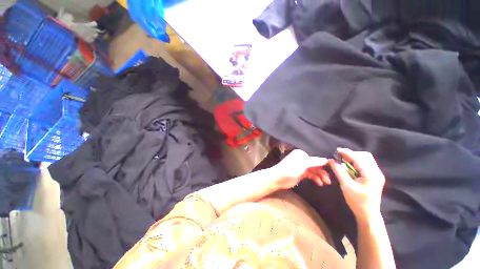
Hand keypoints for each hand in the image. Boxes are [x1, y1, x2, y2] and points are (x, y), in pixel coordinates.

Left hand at [271, 149, 329, 189]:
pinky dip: (315, 179)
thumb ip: (315, 162)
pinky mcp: (301, 174)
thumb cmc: (290, 169)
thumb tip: (327, 159)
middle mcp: (302, 159)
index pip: (316, 157)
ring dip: (320, 176)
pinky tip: (319, 183)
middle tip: (329, 179)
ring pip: (314, 170)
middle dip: (323, 171)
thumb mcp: (303, 165)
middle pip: (316, 164)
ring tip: (325, 182)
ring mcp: (302, 167)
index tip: (334, 168)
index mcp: (302, 154)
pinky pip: (311, 175)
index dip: (325, 162)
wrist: (278, 179)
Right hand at [329, 148, 385, 221]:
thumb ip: (339, 171)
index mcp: (371, 175)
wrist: (368, 214)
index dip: (347, 153)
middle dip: (352, 154)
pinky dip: (357, 162)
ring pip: (366, 159)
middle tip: (340, 156)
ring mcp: (377, 174)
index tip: (337, 150)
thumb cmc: (357, 201)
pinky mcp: (375, 177)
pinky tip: (349, 166)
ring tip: (343, 160)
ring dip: (354, 158)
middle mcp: (376, 172)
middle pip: (365, 156)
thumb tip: (331, 160)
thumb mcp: (346, 185)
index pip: (359, 159)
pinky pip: (366, 164)